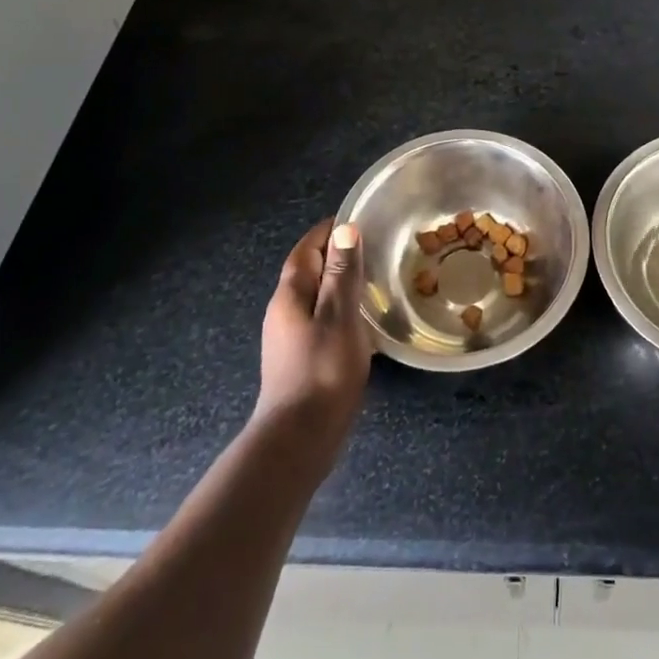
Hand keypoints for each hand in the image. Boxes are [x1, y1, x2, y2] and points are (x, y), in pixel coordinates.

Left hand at [255, 221, 372, 470]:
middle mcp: (284, 310)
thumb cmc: (322, 371)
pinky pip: (321, 320)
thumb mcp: (339, 316)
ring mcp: (289, 337)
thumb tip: (345, 230)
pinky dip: (341, 310)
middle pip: (309, 270)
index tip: (357, 219)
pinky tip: (364, 323)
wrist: (299, 438)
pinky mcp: (300, 358)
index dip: (329, 231)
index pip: (307, 248)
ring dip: (339, 284)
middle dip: (336, 255)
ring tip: (374, 281)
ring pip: (316, 297)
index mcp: (290, 294)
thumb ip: (342, 273)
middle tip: (374, 248)